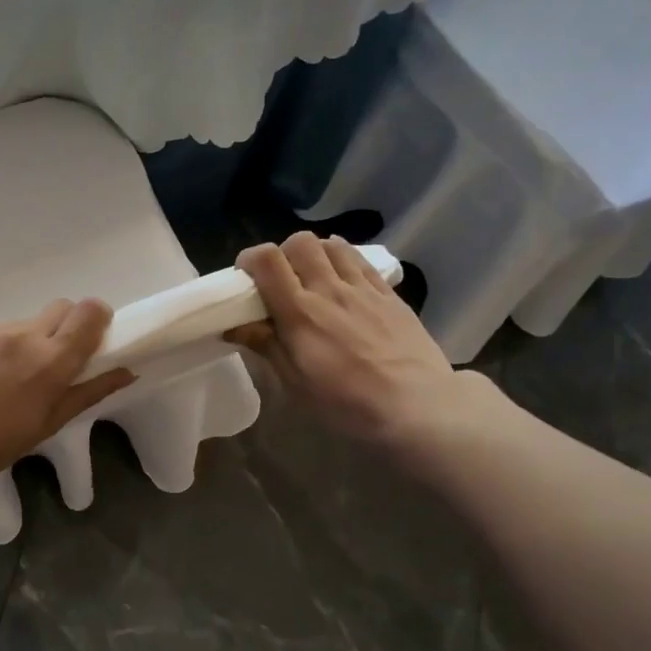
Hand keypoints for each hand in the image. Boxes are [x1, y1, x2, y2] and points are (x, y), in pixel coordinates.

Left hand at [0, 300, 135, 497]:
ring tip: (3, 376)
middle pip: (61, 307)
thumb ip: (89, 392)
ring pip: (24, 322)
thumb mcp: (48, 424)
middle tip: (51, 360)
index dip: (97, 318)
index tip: (92, 336)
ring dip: (26, 341)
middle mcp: (24, 334)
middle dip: (65, 327)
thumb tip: (126, 371)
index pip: (89, 311)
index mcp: (51, 360)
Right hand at [230, 234, 475, 447]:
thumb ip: (266, 346)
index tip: (245, 277)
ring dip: (315, 253)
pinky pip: (361, 261)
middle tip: (279, 279)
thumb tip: (235, 325)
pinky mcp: (389, 295)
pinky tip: (342, 277)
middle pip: (300, 242)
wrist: (416, 407)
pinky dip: (344, 259)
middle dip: (282, 253)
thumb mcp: (295, 383)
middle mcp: (330, 290)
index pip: (268, 260)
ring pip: (332, 245)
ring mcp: (363, 289)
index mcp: (300, 313)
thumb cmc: (346, 403)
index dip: (250, 259)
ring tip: (312, 277)